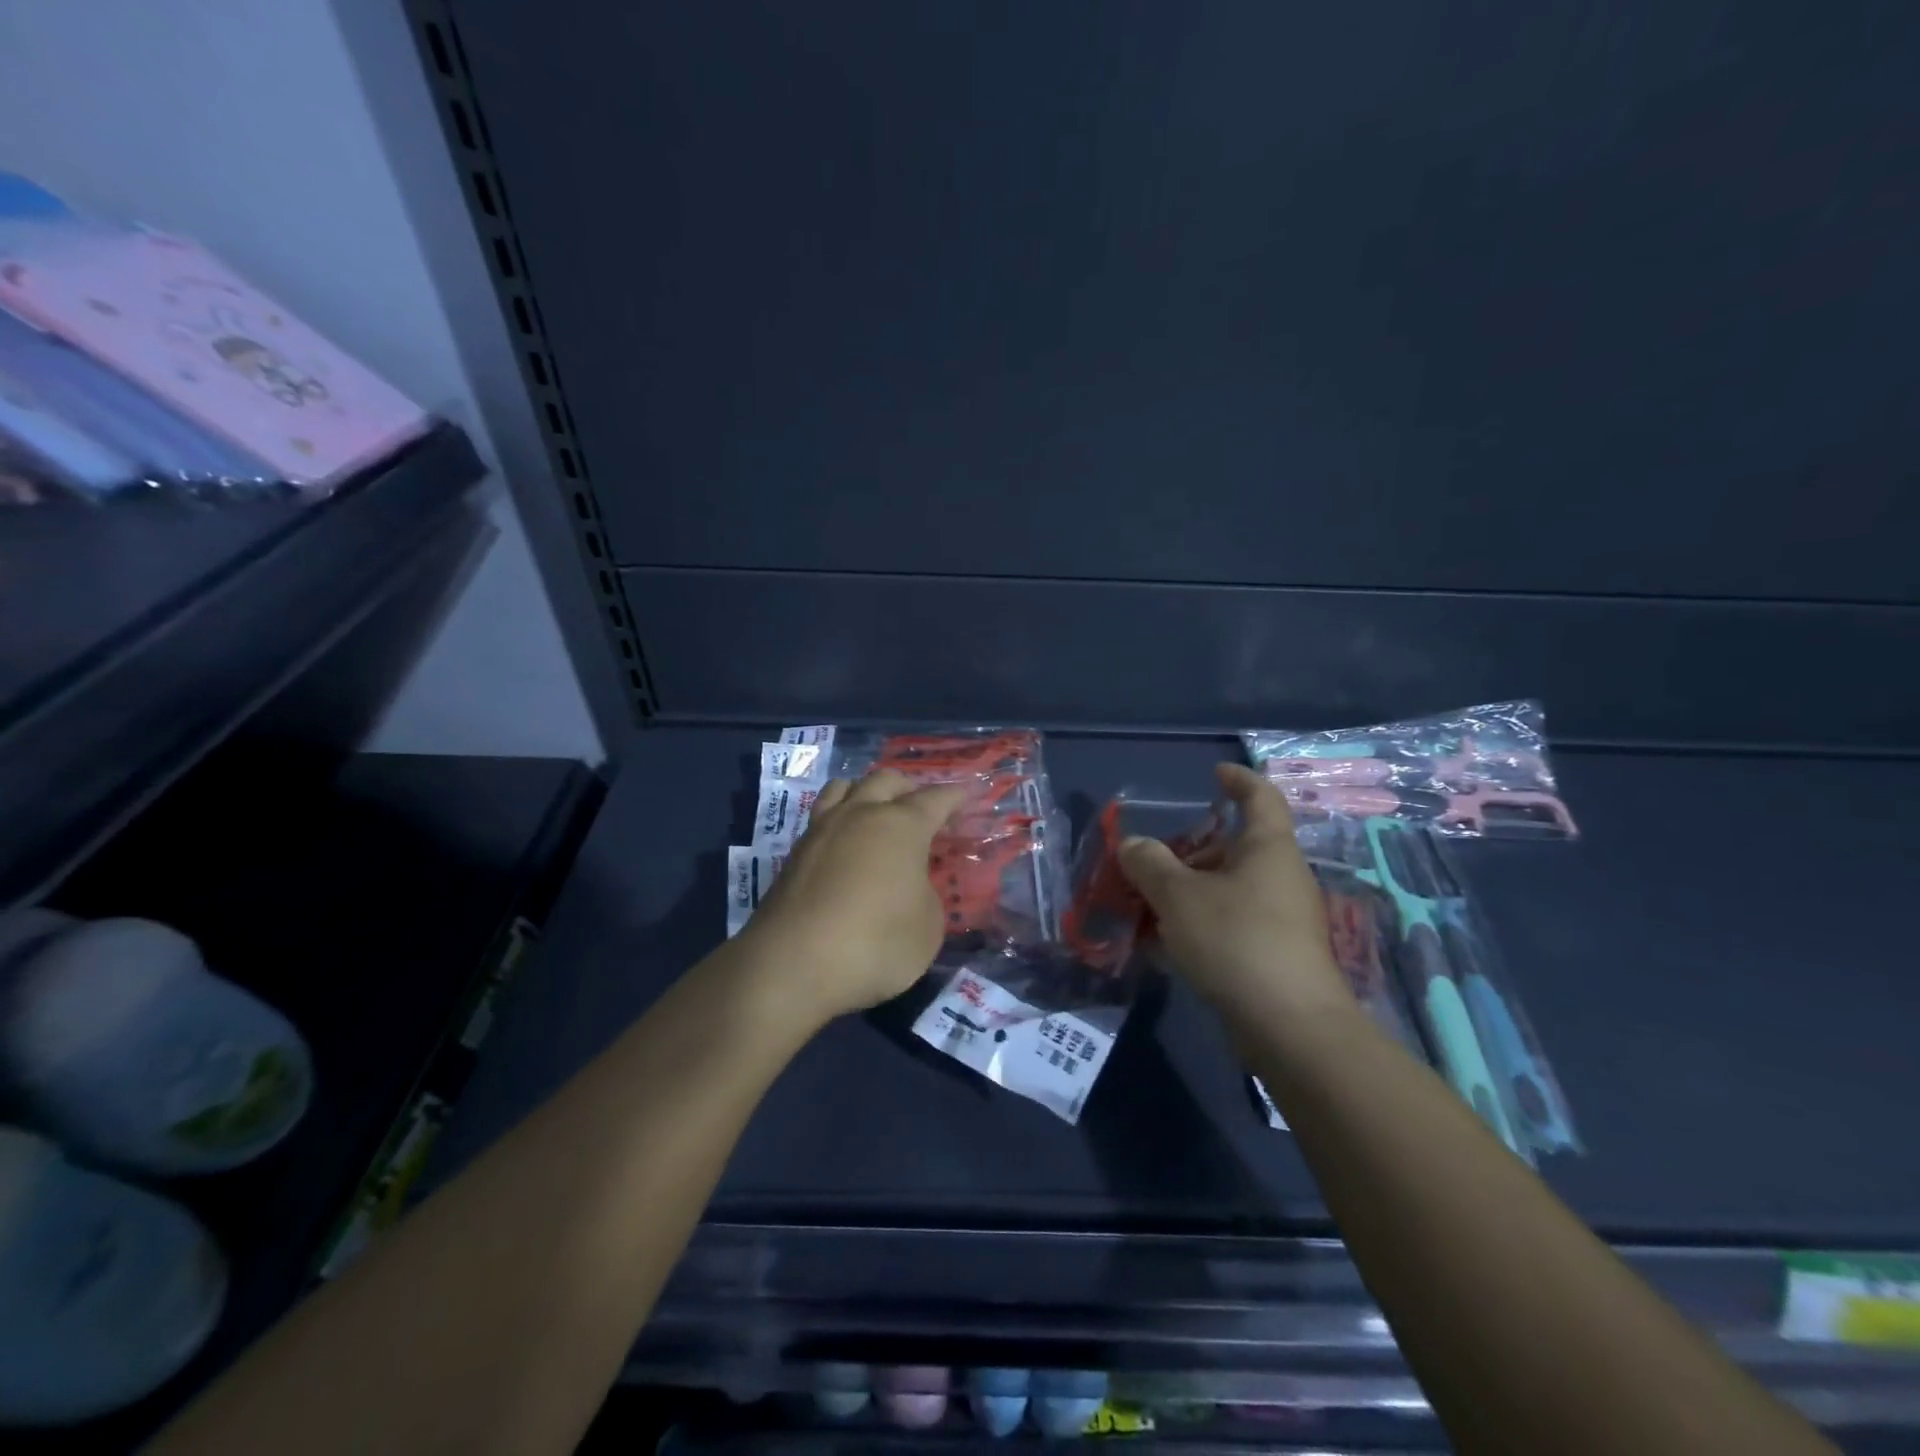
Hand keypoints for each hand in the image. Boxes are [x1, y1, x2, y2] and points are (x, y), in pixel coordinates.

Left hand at [739, 770, 965, 1024]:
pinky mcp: (794, 854)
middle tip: (922, 808)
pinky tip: (845, 843)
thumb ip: (927, 895)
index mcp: (901, 825)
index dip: (955, 797)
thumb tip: (911, 885)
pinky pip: (822, 817)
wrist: (792, 965)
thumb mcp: (927, 927)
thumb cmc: (875, 943)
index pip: (935, 799)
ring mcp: (822, 830)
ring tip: (876, 812)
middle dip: (909, 788)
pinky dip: (840, 818)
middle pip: (886, 780)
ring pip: (845, 787)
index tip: (967, 795)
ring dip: (866, 792)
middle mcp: (860, 814)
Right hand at [1119, 763, 1348, 1030]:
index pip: (1260, 797)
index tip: (1214, 774)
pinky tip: (1166, 946)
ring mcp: (1282, 918)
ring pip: (1228, 889)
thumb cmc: (1236, 940)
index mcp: (1268, 848)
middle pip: (1235, 847)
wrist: (1289, 1027)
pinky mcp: (1275, 955)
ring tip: (1146, 905)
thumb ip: (1150, 864)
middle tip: (1151, 859)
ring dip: (1188, 891)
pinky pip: (1231, 923)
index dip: (1238, 779)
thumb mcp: (1178, 896)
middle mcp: (1280, 877)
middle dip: (1191, 849)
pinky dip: (1199, 924)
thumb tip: (1133, 845)